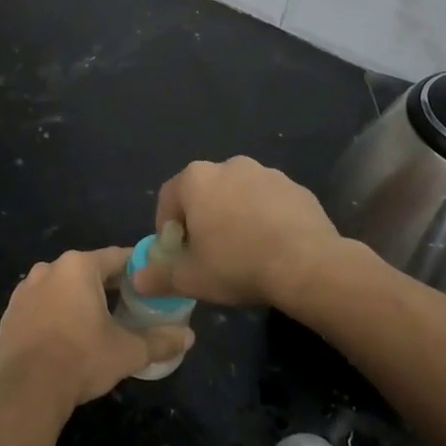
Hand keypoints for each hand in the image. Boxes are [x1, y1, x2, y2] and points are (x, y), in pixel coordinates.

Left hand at [0, 248, 193, 409]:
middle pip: (88, 270)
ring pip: (62, 287)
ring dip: (80, 299)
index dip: (138, 269)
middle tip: (130, 306)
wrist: (27, 389)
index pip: (117, 257)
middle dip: (109, 286)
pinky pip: (42, 304)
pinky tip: (67, 336)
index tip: (152, 283)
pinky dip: (57, 313)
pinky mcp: (11, 312)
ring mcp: (25, 289)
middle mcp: (49, 268)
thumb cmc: (82, 358)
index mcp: (79, 266)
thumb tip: (189, 337)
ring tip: (99, 323)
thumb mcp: (128, 351)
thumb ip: (160, 341)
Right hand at [134, 156, 339, 308]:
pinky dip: (265, 219)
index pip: (168, 198)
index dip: (167, 228)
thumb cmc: (237, 265)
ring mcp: (267, 174)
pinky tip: (272, 248)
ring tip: (244, 252)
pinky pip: (270, 202)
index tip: (176, 253)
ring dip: (235, 217)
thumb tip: (138, 279)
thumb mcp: (190, 278)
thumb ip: (158, 276)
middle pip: (205, 193)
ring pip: (239, 196)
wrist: (308, 265)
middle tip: (209, 254)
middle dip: (202, 220)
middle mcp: (230, 166)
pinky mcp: (297, 188)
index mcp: (197, 179)